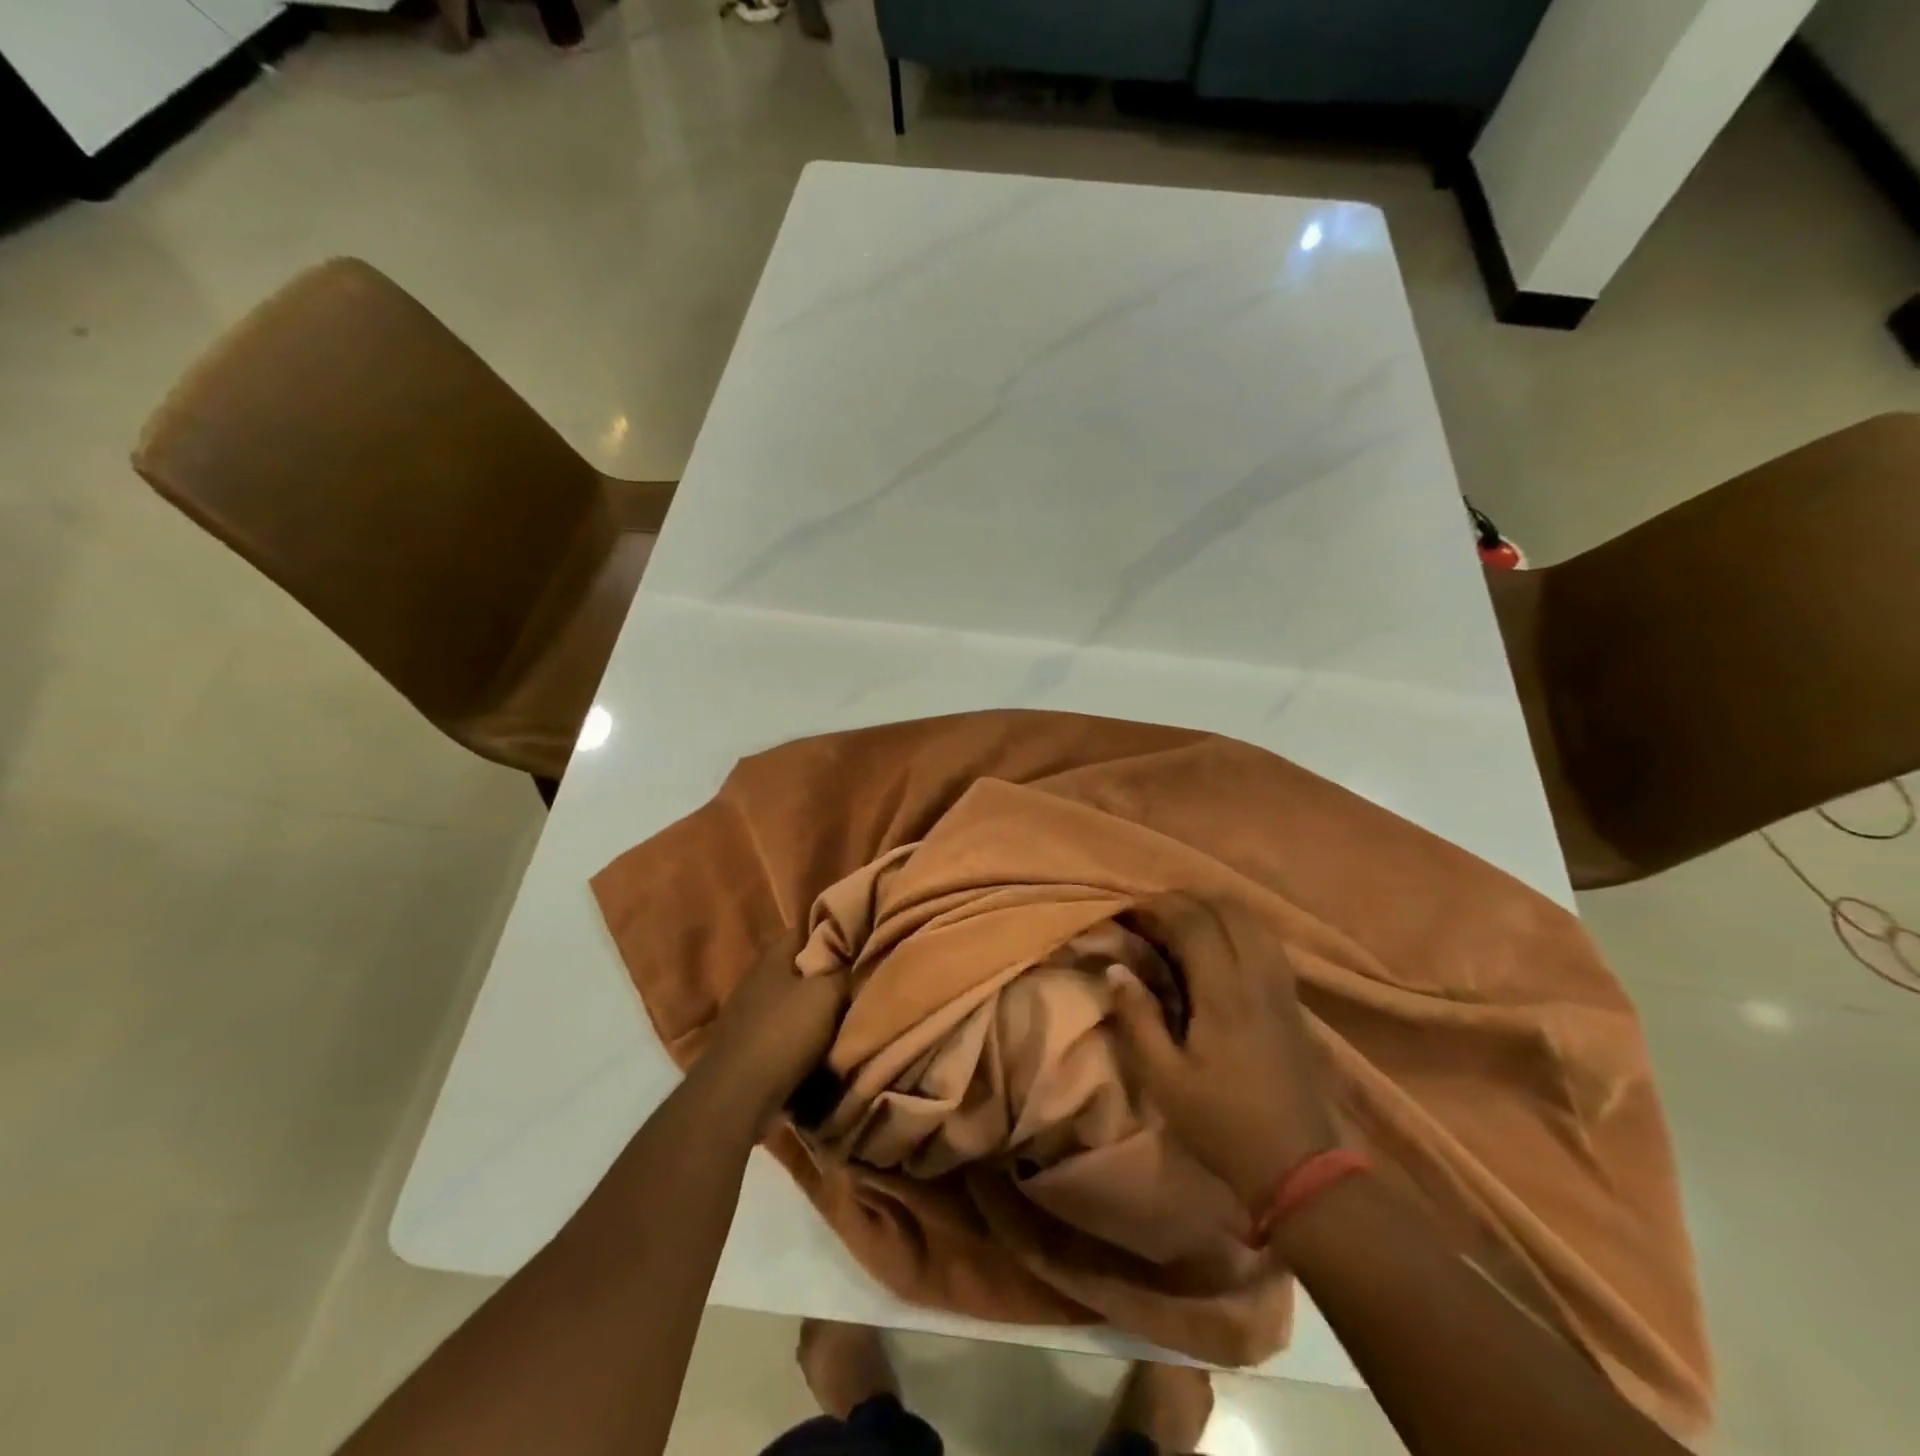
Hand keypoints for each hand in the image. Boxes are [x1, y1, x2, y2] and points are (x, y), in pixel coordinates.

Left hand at [700, 924, 847, 1122]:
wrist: (737, 1096)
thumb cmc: (784, 1033)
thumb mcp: (827, 994)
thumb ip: (844, 971)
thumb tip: (857, 958)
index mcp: (774, 956)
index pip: (808, 928)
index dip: (836, 928)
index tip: (863, 933)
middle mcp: (757, 978)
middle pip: (800, 964)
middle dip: (827, 969)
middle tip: (860, 973)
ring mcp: (749, 1012)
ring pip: (792, 998)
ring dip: (814, 1004)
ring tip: (846, 1009)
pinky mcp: (748, 1043)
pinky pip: (784, 1028)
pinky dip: (802, 1032)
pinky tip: (821, 1041)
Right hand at [1106, 893, 1335, 1212]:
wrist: (1299, 1165)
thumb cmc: (1222, 1123)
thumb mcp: (1164, 1079)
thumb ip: (1138, 1018)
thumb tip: (1116, 969)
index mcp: (1224, 994)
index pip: (1194, 922)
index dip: (1160, 906)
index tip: (1131, 911)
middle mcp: (1257, 977)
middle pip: (1227, 909)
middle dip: (1186, 899)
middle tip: (1153, 912)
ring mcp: (1282, 986)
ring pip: (1253, 920)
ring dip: (1215, 908)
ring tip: (1183, 921)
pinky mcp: (1294, 999)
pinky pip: (1267, 941)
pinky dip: (1238, 926)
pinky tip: (1219, 944)